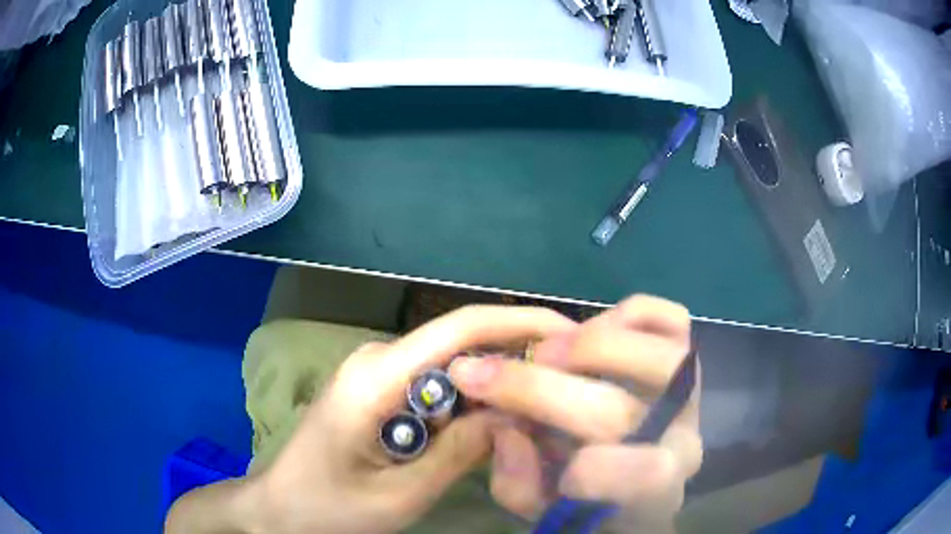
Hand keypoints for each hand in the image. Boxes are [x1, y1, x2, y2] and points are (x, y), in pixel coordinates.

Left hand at [243, 306, 575, 533]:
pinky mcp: (382, 391)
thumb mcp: (398, 495)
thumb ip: (460, 453)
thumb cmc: (327, 510)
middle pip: (464, 344)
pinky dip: (474, 404)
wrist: (279, 509)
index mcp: (376, 376)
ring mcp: (379, 373)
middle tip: (570, 391)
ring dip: (499, 387)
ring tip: (543, 412)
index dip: (522, 323)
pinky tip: (499, 427)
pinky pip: (439, 387)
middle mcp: (379, 359)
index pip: (461, 328)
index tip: (574, 337)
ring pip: (455, 367)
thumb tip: (518, 413)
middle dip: (519, 361)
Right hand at [448, 295, 701, 532]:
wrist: (638, 475)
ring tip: (545, 352)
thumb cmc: (589, 500)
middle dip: (538, 389)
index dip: (589, 466)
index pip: (647, 477)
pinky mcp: (688, 354)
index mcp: (652, 493)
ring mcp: (690, 392)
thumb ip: (518, 482)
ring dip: (590, 346)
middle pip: (619, 412)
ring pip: (660, 356)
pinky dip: (629, 314)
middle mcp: (683, 439)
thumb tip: (506, 424)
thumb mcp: (541, 508)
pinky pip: (673, 318)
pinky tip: (593, 328)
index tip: (520, 440)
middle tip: (485, 373)